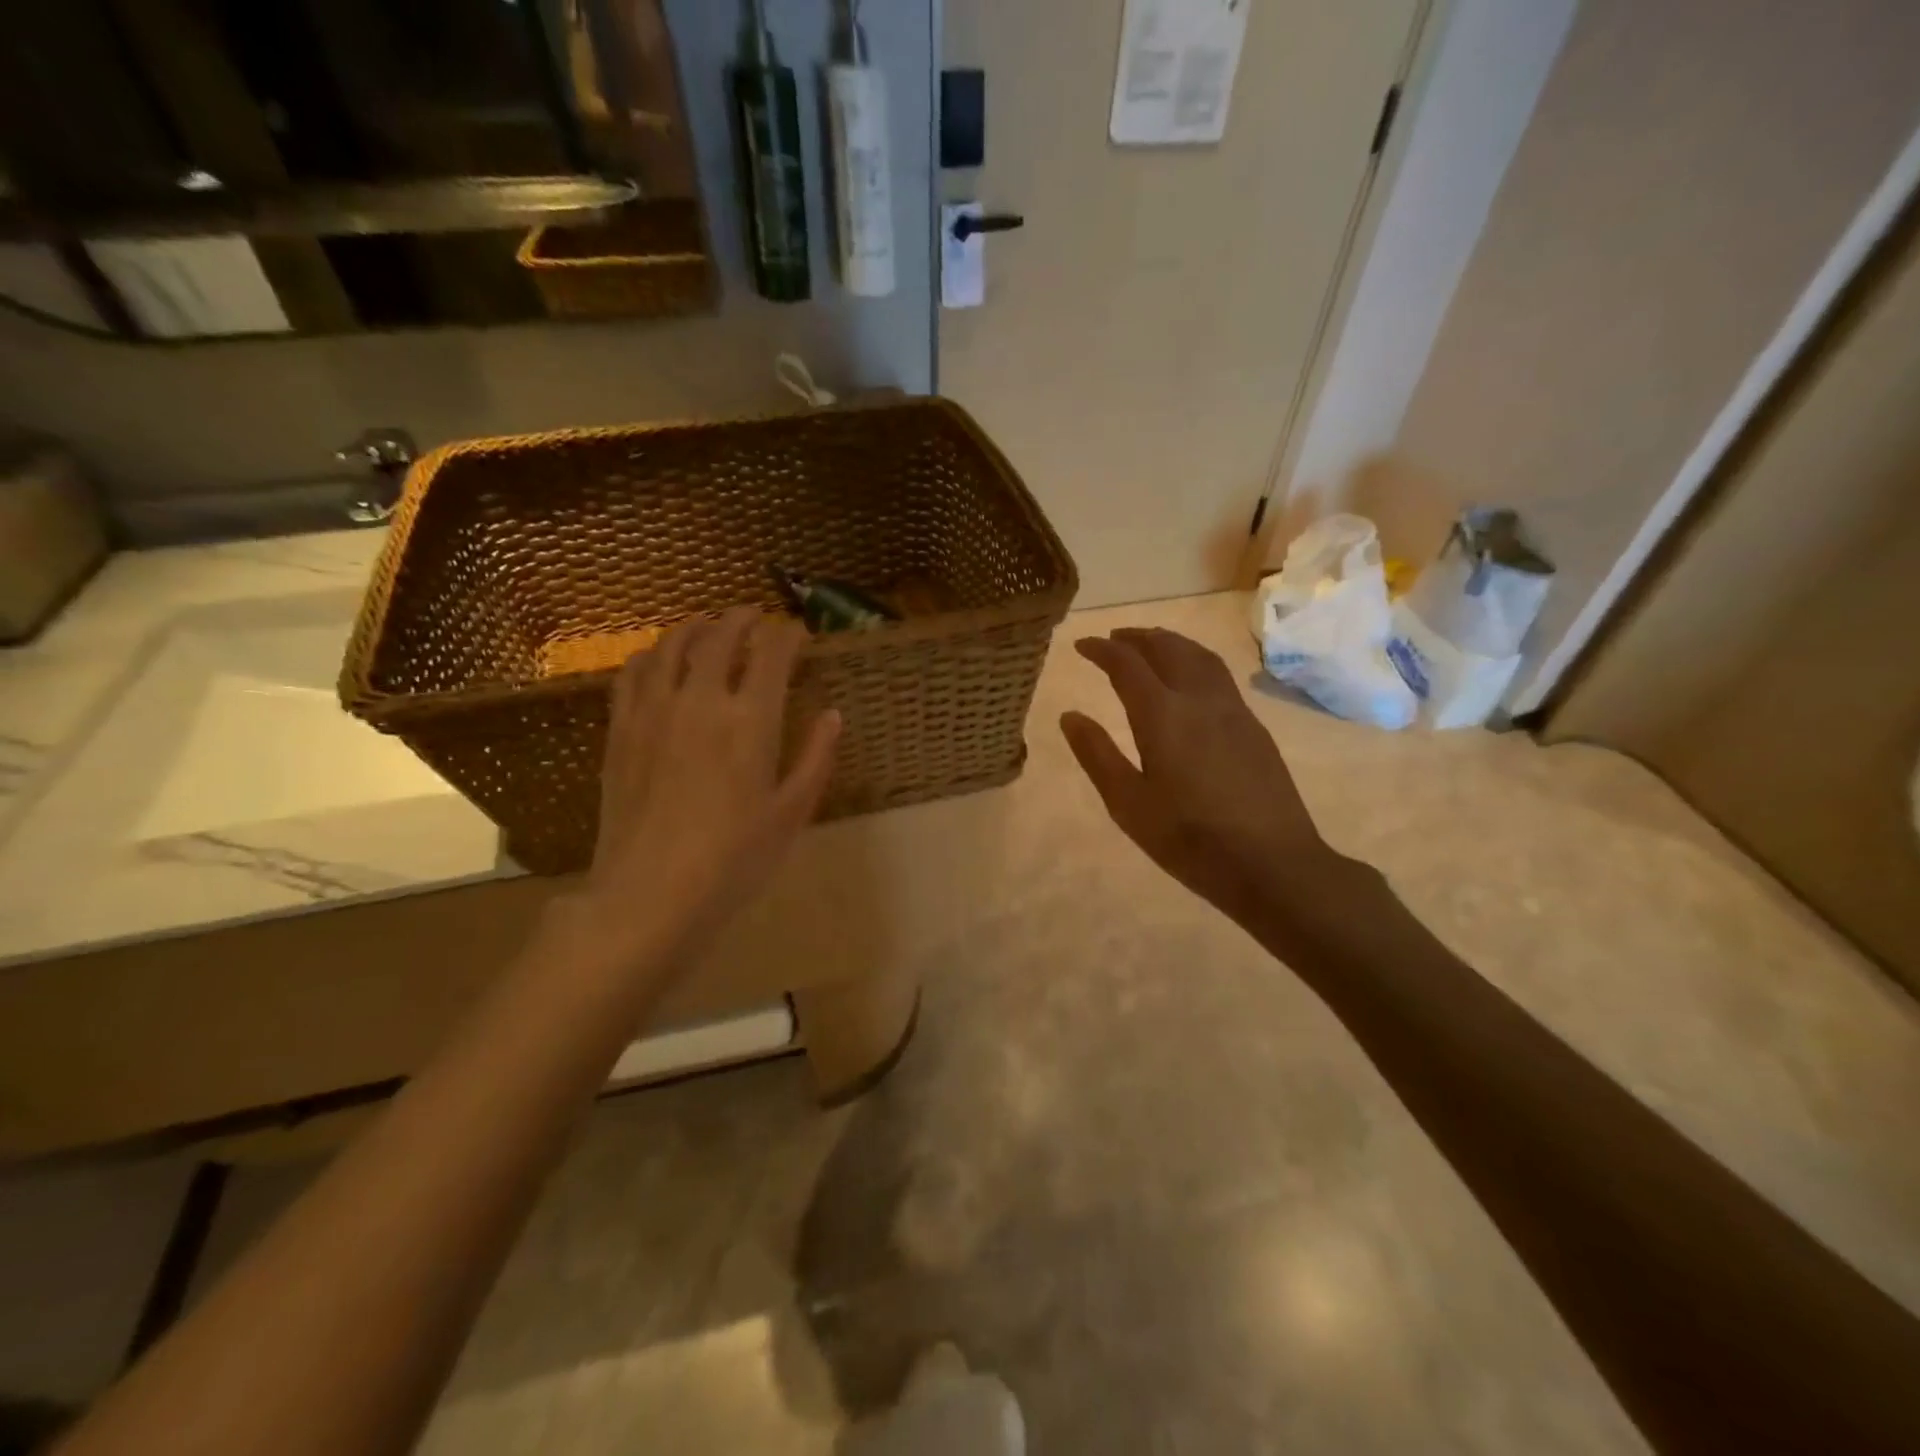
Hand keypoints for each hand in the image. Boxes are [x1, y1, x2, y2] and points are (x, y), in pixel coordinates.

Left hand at [547, 607, 840, 991]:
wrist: (651, 895)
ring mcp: (654, 711)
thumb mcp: (792, 812)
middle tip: (757, 617)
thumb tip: (833, 715)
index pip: (772, 652)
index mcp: (751, 719)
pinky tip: (658, 659)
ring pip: (671, 645)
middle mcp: (701, 700)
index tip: (799, 634)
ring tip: (709, 623)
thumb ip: (816, 757)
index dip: (788, 634)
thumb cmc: (735, 860)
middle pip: (720, 636)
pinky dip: (651, 654)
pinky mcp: (621, 730)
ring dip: (695, 626)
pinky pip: (633, 674)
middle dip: (743, 618)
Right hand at [1061, 627, 1366, 944]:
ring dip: (1170, 642)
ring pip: (1200, 656)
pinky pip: (1219, 675)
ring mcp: (1233, 710)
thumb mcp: (1128, 803)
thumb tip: (1070, 716)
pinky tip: (1190, 680)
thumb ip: (1097, 754)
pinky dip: (1194, 660)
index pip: (1127, 664)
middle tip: (1114, 638)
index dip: (1102, 649)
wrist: (1271, 862)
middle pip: (1168, 648)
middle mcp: (1199, 700)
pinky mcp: (1253, 727)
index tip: (1082, 645)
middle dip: (1137, 637)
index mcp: (1163, 715)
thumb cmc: (1189, 838)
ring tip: (1151, 645)